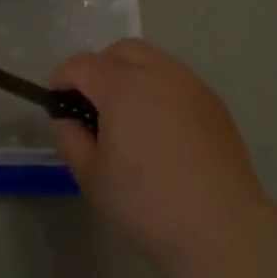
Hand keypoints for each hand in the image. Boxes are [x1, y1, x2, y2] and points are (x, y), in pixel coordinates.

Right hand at [51, 40, 270, 268]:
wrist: (220, 227)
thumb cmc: (146, 203)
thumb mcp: (92, 177)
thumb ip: (71, 139)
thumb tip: (69, 120)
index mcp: (122, 87)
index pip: (82, 65)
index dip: (62, 78)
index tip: (56, 101)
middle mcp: (158, 73)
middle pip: (121, 50)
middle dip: (99, 68)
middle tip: (92, 105)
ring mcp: (191, 85)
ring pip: (153, 61)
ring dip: (131, 75)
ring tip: (128, 116)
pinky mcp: (214, 102)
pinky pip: (177, 81)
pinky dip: (159, 90)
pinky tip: (160, 129)